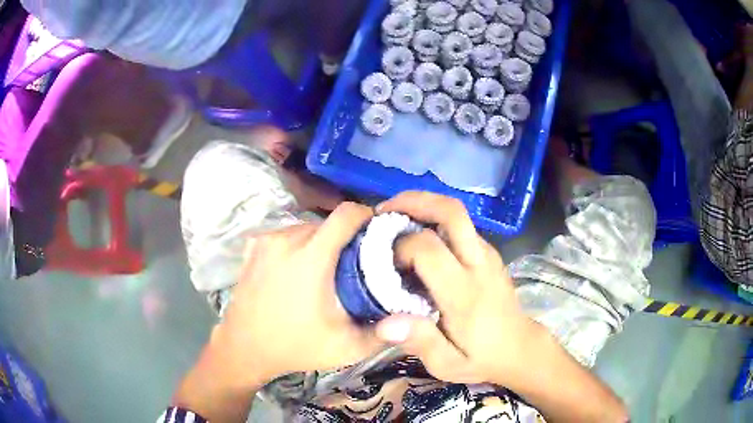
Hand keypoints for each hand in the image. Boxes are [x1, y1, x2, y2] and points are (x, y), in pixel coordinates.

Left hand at [212, 203, 383, 388]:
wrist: (244, 348)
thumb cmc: (295, 347)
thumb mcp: (346, 347)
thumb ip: (383, 332)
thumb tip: (410, 317)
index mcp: (311, 257)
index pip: (346, 214)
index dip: (367, 217)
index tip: (377, 233)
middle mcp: (286, 239)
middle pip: (327, 223)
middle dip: (345, 238)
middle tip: (353, 264)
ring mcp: (266, 240)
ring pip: (306, 228)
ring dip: (321, 242)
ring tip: (325, 270)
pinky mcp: (253, 246)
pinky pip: (286, 235)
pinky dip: (298, 246)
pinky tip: (296, 270)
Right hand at [374, 192, 541, 386]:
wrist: (519, 348)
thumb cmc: (480, 358)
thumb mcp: (447, 364)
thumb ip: (420, 342)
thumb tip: (383, 324)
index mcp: (464, 294)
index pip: (429, 249)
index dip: (400, 247)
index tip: (383, 262)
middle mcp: (479, 264)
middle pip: (452, 212)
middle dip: (414, 201)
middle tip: (385, 210)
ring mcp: (488, 255)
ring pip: (458, 213)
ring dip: (424, 206)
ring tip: (396, 218)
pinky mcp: (490, 254)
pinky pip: (462, 226)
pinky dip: (436, 219)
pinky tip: (419, 236)